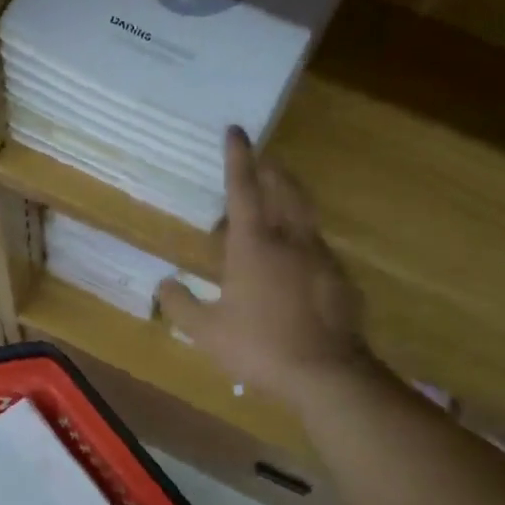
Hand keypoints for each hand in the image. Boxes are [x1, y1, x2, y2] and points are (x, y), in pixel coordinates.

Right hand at [160, 129, 376, 408]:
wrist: (326, 374)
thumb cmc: (259, 347)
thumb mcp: (206, 332)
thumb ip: (180, 305)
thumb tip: (164, 284)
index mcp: (254, 245)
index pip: (244, 189)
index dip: (237, 158)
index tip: (235, 130)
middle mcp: (291, 240)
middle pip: (284, 188)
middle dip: (271, 168)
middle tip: (261, 159)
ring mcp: (321, 256)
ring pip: (305, 212)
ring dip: (289, 196)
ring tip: (276, 198)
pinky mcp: (340, 277)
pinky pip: (317, 243)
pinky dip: (302, 235)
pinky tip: (296, 256)